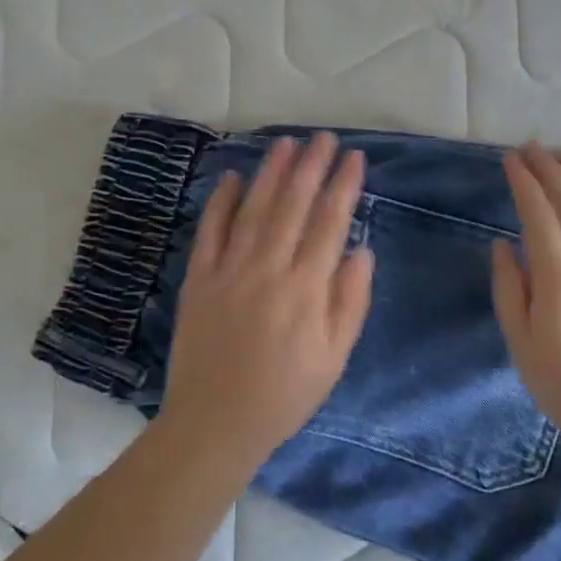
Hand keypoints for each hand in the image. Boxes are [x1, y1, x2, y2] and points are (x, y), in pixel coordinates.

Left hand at [160, 134, 375, 463]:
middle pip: (293, 205)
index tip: (354, 158)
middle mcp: (268, 268)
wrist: (215, 422)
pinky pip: (209, 230)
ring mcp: (229, 269)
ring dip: (271, 173)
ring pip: (254, 209)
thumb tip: (361, 249)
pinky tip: (232, 178)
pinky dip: (220, 201)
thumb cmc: (285, 394)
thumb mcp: (334, 357)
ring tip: (285, 143)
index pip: (330, 223)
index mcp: (306, 288)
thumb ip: (350, 301)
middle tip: (322, 138)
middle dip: (310, 166)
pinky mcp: (198, 278)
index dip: (343, 186)